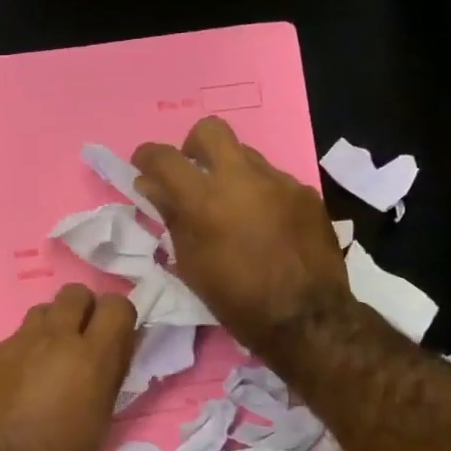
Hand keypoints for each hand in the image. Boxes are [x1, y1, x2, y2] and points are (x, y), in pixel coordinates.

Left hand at [0, 283, 136, 450]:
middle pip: (76, 292)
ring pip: (42, 311)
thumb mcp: (99, 422)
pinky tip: (15, 384)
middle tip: (81, 344)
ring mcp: (17, 342)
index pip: (118, 304)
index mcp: (91, 357)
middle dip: (83, 311)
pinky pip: (14, 339)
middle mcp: (54, 337)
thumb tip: (119, 347)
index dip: (119, 319)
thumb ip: (111, 375)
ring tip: (47, 362)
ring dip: (51, 328)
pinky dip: (22, 352)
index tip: (115, 338)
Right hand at [132, 117, 353, 366]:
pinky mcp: (306, 193)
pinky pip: (273, 180)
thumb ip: (171, 218)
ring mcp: (279, 182)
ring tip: (231, 208)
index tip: (143, 167)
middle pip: (210, 131)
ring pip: (245, 155)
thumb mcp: (191, 265)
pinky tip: (265, 224)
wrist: (307, 319)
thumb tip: (151, 186)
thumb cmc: (237, 301)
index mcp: (205, 201)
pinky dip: (260, 194)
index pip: (165, 158)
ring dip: (229, 172)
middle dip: (193, 147)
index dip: (147, 157)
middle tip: (192, 176)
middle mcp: (242, 179)